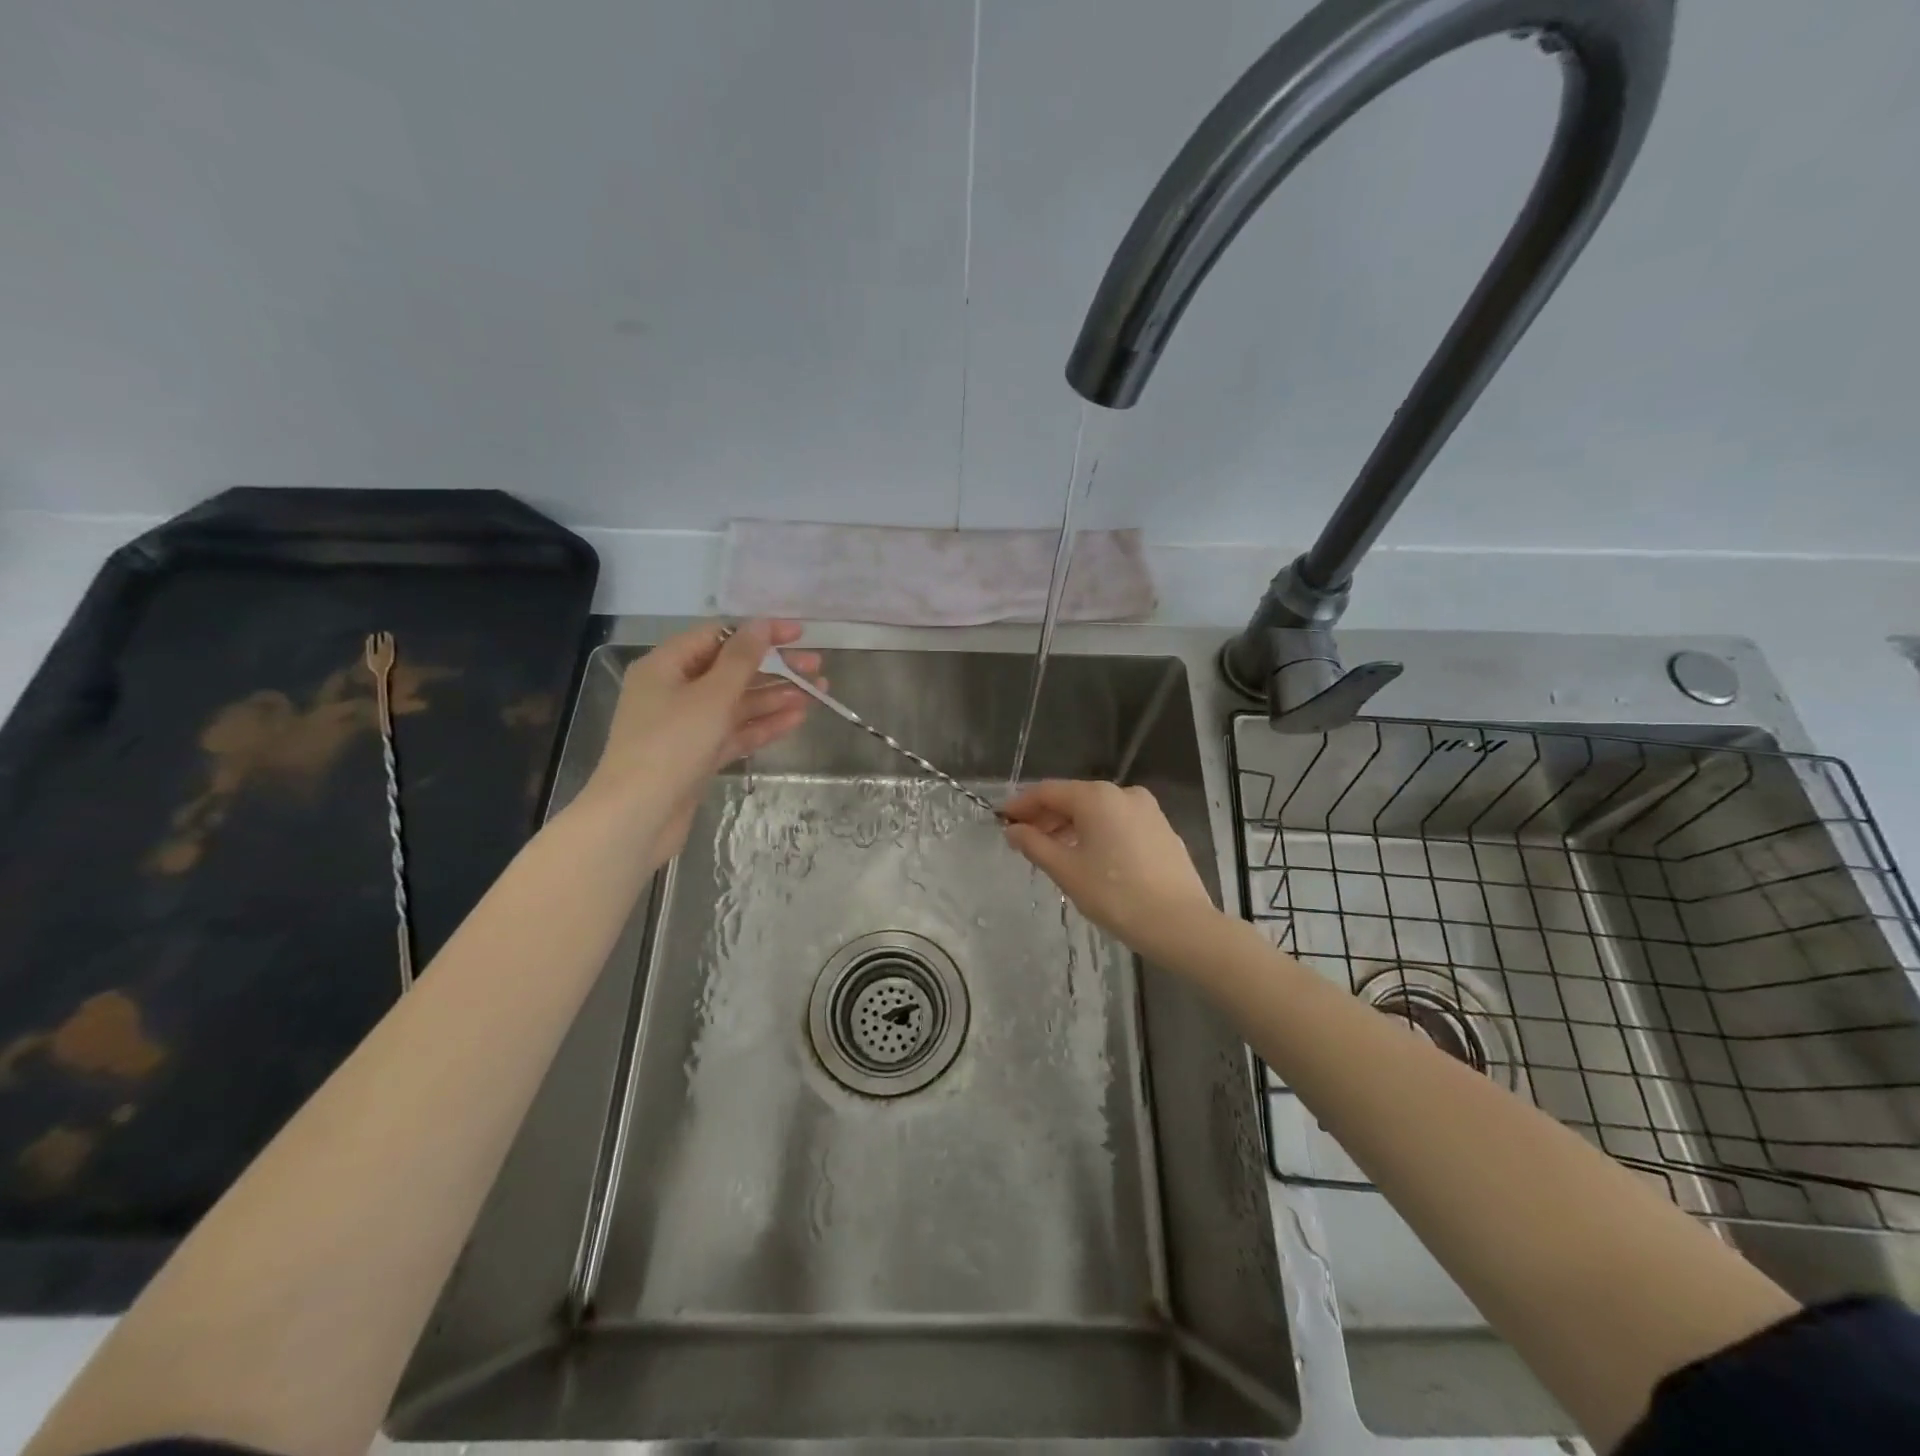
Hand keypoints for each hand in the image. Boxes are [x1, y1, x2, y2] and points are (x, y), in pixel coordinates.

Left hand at [578, 620, 819, 863]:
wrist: (637, 816)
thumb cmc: (671, 745)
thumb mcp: (712, 696)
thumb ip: (741, 659)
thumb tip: (762, 624)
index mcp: (666, 666)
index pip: (718, 636)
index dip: (759, 633)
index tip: (799, 635)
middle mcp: (674, 690)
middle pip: (731, 670)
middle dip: (774, 668)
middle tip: (816, 669)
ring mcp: (686, 726)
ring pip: (737, 703)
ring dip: (775, 697)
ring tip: (816, 694)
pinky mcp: (697, 756)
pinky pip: (734, 732)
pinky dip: (763, 725)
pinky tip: (796, 719)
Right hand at [1002, 779, 1217, 964]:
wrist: (1180, 924)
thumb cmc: (1116, 895)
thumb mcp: (1066, 871)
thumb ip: (1034, 845)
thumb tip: (1013, 830)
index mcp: (1097, 797)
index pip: (1048, 792)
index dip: (1021, 805)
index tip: (1001, 820)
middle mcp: (1123, 793)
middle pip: (1073, 798)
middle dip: (1045, 816)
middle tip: (1022, 839)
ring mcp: (1147, 810)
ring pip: (1097, 811)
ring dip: (1070, 826)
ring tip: (1052, 852)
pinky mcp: (1162, 830)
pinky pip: (1118, 823)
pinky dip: (1096, 833)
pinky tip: (1088, 857)